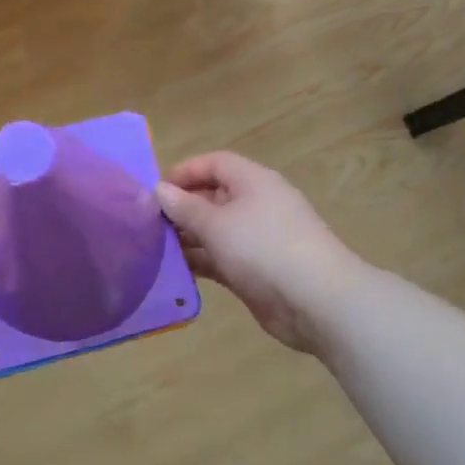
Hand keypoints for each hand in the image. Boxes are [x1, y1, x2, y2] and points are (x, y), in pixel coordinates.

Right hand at [155, 152, 362, 357]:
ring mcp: (258, 240)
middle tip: (148, 224)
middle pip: (214, 196)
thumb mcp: (217, 224)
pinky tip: (174, 271)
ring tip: (154, 249)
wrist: (316, 301)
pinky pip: (222, 259)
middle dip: (183, 208)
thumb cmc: (263, 248)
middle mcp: (257, 205)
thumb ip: (185, 207)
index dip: (185, 172)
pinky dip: (201, 262)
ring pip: (216, 231)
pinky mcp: (257, 271)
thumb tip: (160, 190)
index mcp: (253, 181)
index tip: (155, 191)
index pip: (215, 163)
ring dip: (189, 238)